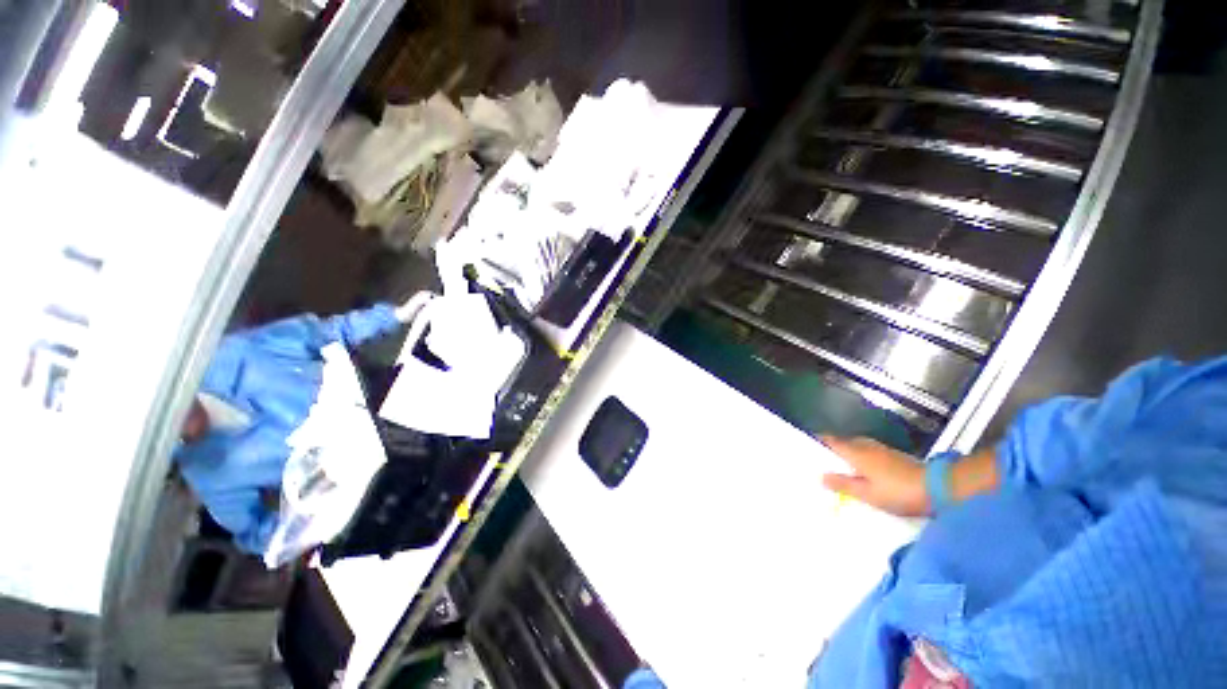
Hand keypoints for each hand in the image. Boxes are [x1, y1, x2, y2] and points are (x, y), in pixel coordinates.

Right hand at [821, 436, 929, 516]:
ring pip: (857, 447)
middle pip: (843, 442)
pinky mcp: (894, 456)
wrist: (939, 488)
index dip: (818, 441)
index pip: (830, 440)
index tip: (808, 447)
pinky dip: (861, 459)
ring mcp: (881, 449)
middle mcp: (865, 446)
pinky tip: (864, 472)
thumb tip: (821, 476)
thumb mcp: (867, 493)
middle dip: (832, 449)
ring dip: (848, 454)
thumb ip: (843, 484)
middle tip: (824, 462)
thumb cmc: (898, 491)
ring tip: (842, 469)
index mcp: (855, 452)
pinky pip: (869, 453)